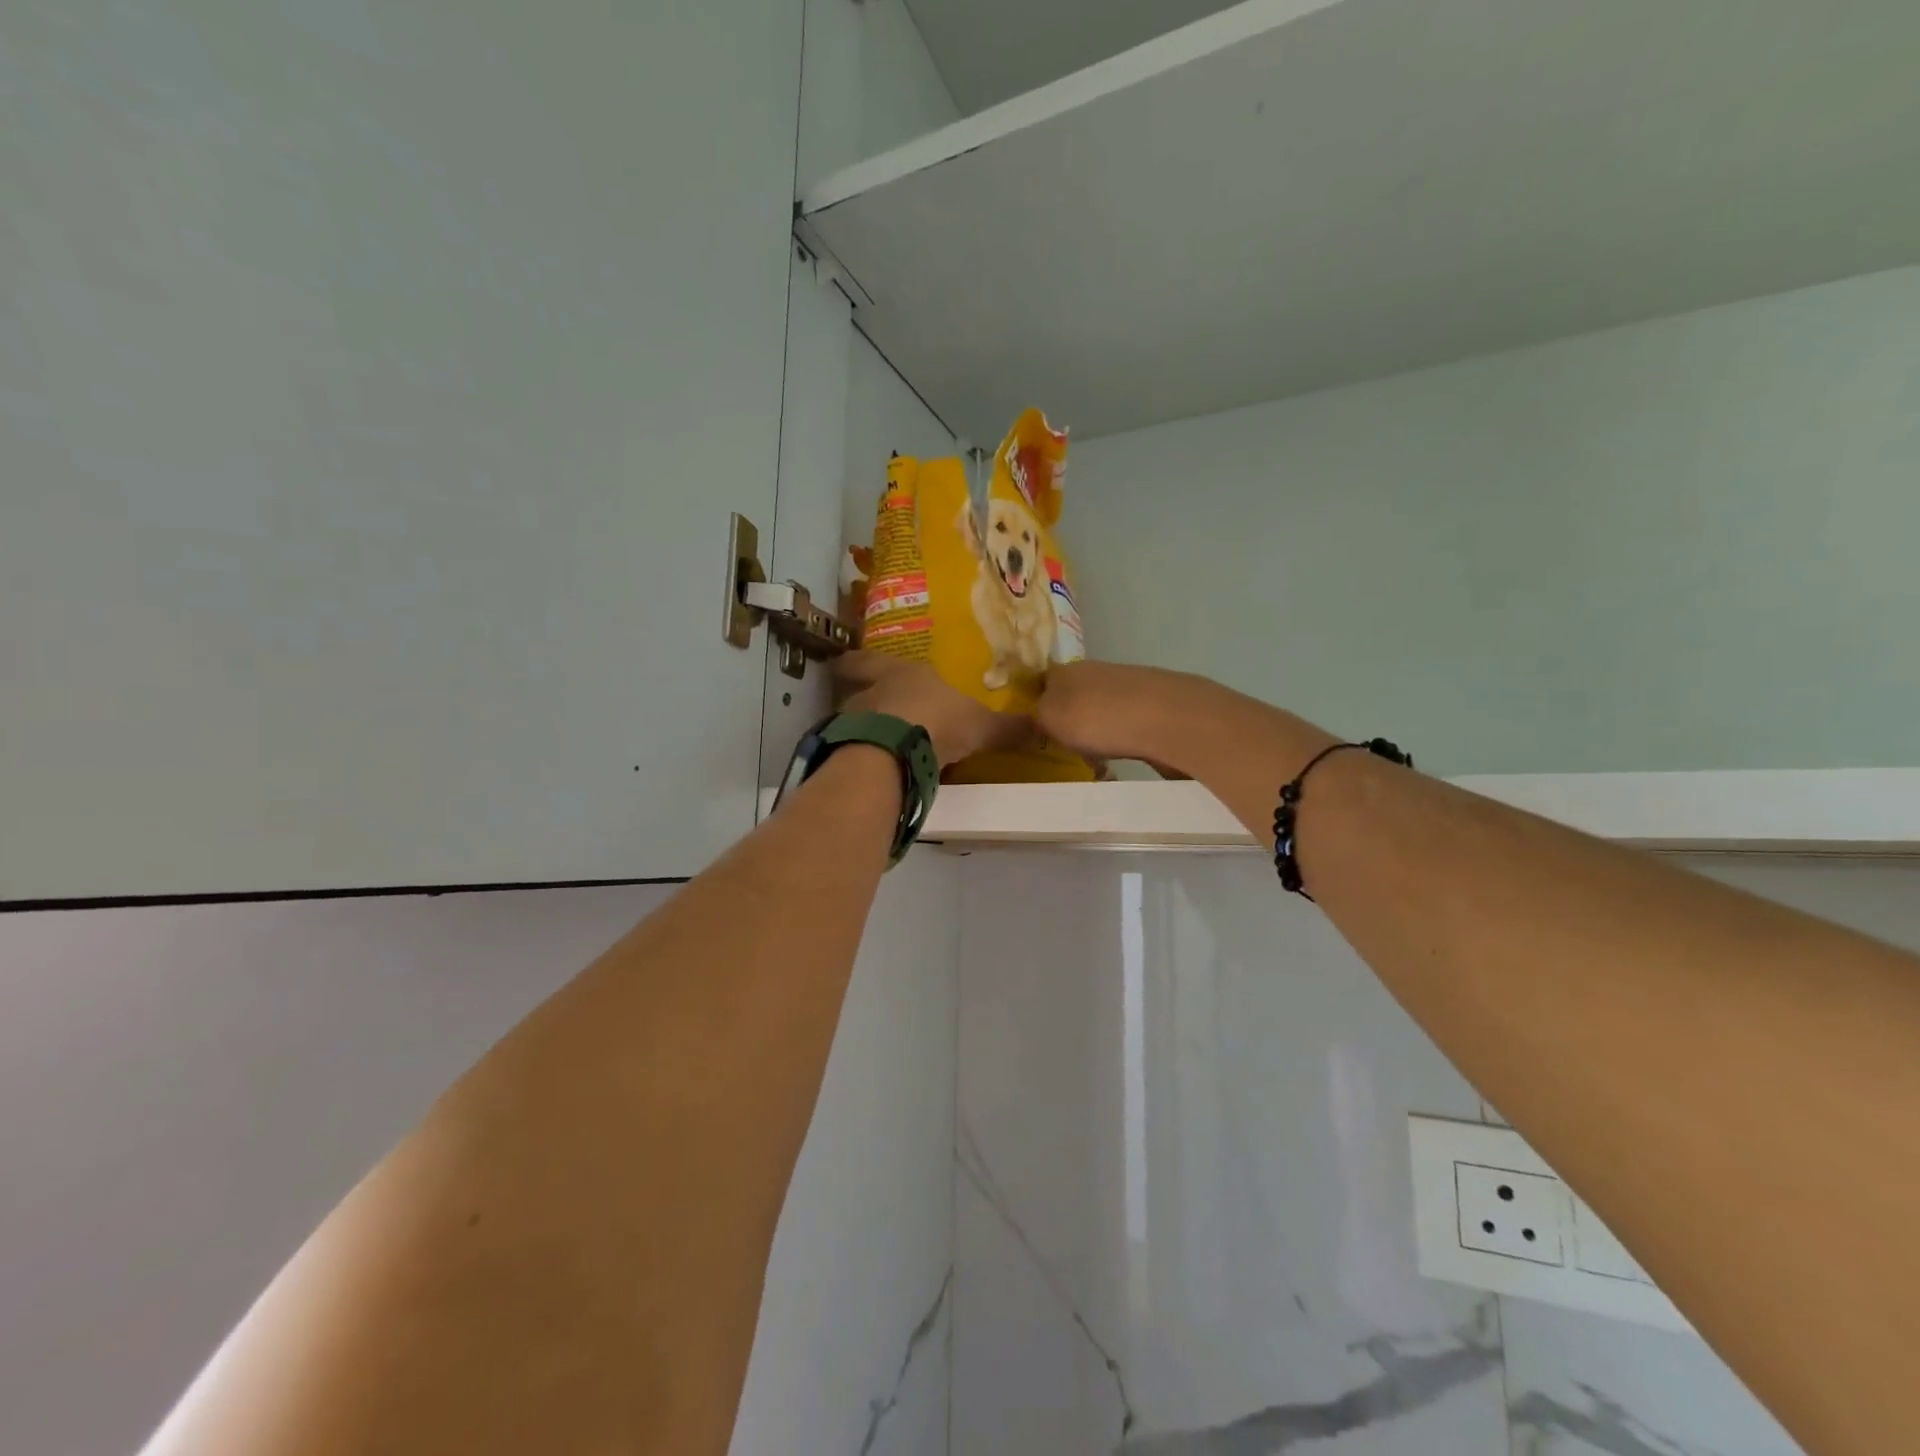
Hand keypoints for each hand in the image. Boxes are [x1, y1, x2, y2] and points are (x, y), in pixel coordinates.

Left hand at [831, 652, 1026, 767]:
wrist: (895, 751)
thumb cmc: (938, 721)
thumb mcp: (980, 726)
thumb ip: (1007, 729)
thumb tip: (1044, 728)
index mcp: (901, 673)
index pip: (870, 660)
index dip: (859, 661)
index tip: (843, 660)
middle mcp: (873, 691)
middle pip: (859, 688)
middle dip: (864, 694)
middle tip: (869, 702)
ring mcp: (856, 721)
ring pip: (856, 719)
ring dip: (866, 728)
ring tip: (882, 743)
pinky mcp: (848, 750)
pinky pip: (857, 749)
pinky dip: (867, 756)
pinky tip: (881, 768)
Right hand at [1034, 661, 1190, 773]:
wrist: (1166, 718)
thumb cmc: (1097, 718)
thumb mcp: (1050, 719)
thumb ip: (1035, 716)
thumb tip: (1035, 714)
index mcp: (1066, 670)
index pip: (1042, 680)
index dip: (1036, 702)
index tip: (1033, 728)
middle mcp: (1095, 670)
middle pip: (1074, 694)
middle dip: (1069, 718)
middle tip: (1063, 747)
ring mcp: (1127, 684)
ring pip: (1101, 707)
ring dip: (1097, 727)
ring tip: (1094, 755)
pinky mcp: (1154, 701)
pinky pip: (1126, 720)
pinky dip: (1121, 735)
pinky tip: (1124, 752)